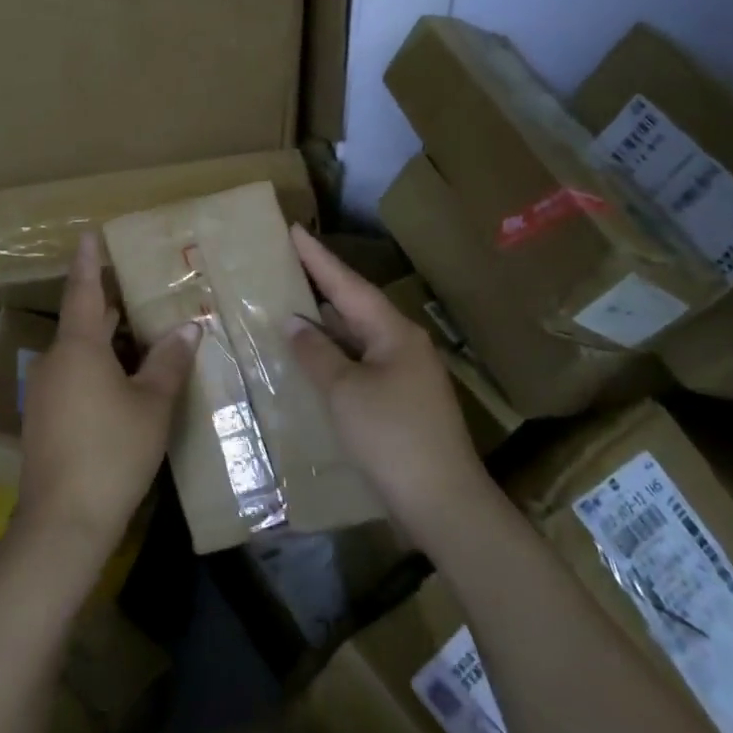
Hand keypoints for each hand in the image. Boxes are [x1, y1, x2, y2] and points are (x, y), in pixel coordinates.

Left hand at [15, 233, 197, 562]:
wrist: (63, 522)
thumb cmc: (112, 451)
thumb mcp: (152, 404)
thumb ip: (169, 361)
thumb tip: (189, 327)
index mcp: (78, 347)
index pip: (83, 290)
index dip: (89, 261)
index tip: (89, 233)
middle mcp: (56, 361)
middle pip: (85, 322)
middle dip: (112, 306)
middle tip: (144, 290)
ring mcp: (46, 392)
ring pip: (81, 353)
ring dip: (109, 342)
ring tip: (146, 335)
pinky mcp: (46, 419)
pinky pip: (75, 376)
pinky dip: (99, 368)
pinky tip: (127, 383)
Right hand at [286, 226, 490, 534]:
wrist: (444, 502)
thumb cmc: (391, 437)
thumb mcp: (344, 392)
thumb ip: (316, 353)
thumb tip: (294, 321)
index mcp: (393, 332)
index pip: (348, 284)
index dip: (318, 258)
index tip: (294, 229)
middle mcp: (403, 344)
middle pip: (356, 306)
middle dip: (322, 286)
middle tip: (288, 263)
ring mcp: (406, 373)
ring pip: (359, 336)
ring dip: (328, 322)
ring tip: (292, 303)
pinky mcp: (403, 401)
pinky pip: (362, 362)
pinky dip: (336, 354)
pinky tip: (315, 357)